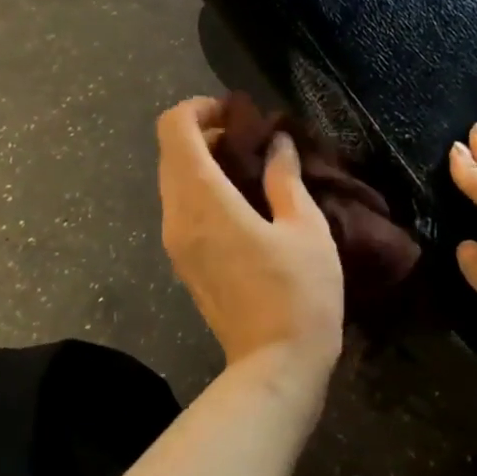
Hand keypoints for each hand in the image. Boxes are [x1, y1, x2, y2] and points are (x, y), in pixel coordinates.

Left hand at [158, 97, 344, 386]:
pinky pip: (180, 207)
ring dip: (202, 161)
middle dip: (203, 132)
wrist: (275, 367)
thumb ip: (285, 178)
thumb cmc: (299, 294)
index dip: (201, 108)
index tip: (239, 114)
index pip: (174, 128)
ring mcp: (175, 242)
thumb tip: (277, 142)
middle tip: (250, 137)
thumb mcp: (306, 228)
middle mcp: (176, 215)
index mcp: (203, 199)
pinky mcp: (183, 262)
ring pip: (172, 180)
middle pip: (170, 152)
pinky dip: (201, 189)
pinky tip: (241, 200)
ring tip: (250, 166)